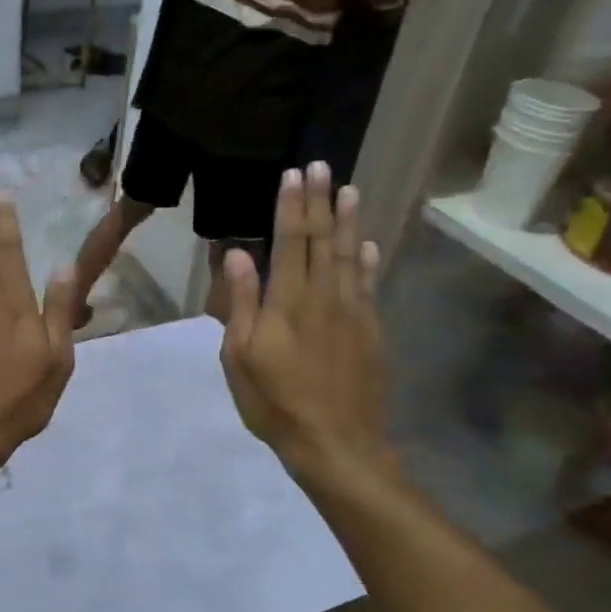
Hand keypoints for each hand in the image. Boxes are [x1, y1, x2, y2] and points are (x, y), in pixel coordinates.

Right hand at [220, 165, 393, 485]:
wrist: (336, 444)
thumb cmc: (275, 402)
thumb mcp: (239, 356)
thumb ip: (242, 302)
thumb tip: (240, 254)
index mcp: (288, 301)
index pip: (291, 241)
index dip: (292, 206)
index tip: (295, 174)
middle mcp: (325, 297)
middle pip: (323, 240)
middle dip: (321, 202)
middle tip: (323, 167)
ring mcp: (353, 313)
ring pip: (352, 256)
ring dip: (350, 221)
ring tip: (351, 190)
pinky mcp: (371, 332)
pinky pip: (370, 286)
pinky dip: (370, 261)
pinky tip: (370, 246)